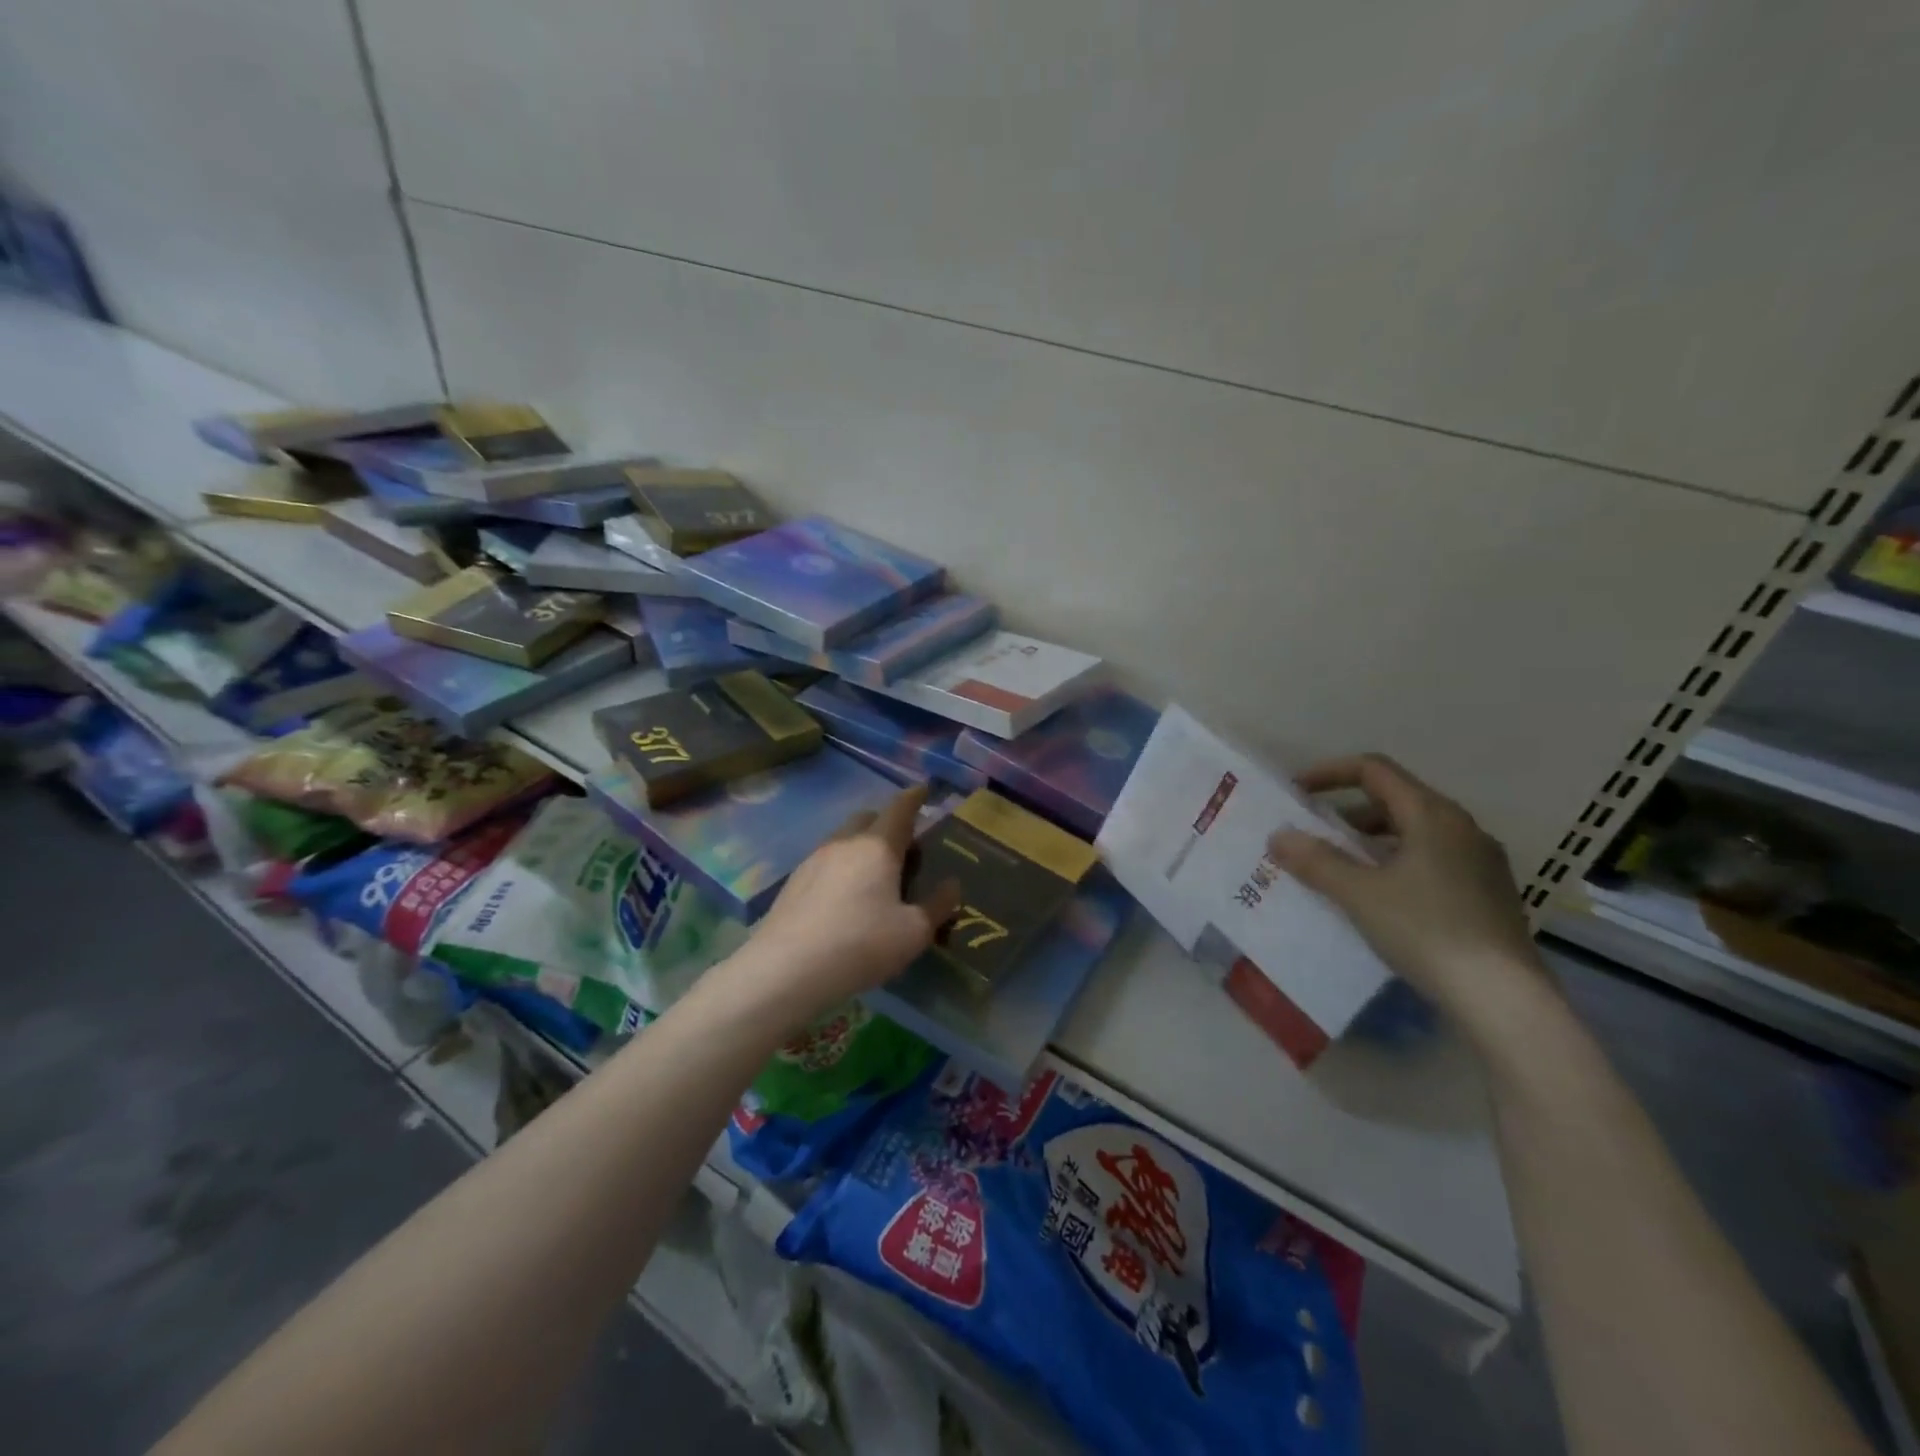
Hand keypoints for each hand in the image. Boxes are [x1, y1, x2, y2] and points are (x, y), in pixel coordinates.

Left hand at [736, 784, 962, 1022]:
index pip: (900, 809)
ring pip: (843, 839)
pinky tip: (845, 898)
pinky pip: (825, 862)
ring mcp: (813, 861)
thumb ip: (937, 906)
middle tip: (904, 847)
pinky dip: (842, 868)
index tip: (924, 789)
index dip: (915, 797)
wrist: (786, 970)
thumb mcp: (913, 932)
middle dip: (887, 823)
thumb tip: (952, 885)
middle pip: (868, 819)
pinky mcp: (793, 883)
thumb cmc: (861, 944)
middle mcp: (844, 843)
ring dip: (862, 846)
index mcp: (878, 846)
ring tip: (875, 876)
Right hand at [1266, 754, 1550, 1044]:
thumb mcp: (1359, 894)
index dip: (1330, 773)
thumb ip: (1315, 860)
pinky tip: (1380, 900)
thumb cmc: (1426, 931)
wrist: (1504, 999)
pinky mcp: (1489, 894)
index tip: (1296, 792)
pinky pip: (1432, 861)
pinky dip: (1397, 865)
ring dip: (1371, 842)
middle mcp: (1462, 828)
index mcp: (1433, 815)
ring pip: (1415, 833)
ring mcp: (1481, 862)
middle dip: (1348, 812)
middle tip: (1314, 835)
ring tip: (1340, 869)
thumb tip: (1278, 836)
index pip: (1375, 770)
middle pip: (1396, 800)